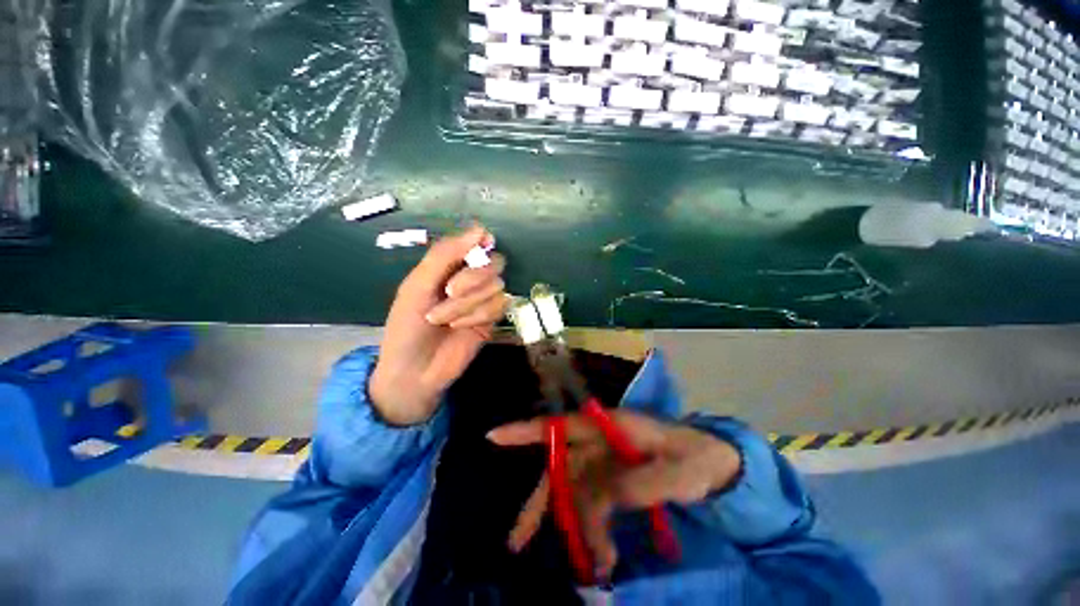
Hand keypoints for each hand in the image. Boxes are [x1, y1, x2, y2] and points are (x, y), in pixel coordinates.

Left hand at [369, 226, 507, 425]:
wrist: (414, 370)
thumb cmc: (407, 325)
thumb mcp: (418, 285)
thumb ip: (445, 255)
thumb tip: (480, 229)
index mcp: (449, 267)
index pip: (475, 244)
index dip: (481, 242)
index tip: (484, 243)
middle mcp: (470, 280)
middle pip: (493, 263)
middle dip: (472, 278)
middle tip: (449, 291)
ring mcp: (483, 300)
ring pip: (496, 286)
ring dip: (468, 303)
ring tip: (444, 319)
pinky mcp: (492, 319)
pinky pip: (499, 306)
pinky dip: (478, 315)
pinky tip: (460, 327)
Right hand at [487, 411, 740, 578]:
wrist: (717, 465)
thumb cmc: (698, 457)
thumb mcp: (678, 471)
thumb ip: (642, 483)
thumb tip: (602, 498)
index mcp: (610, 427)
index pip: (561, 425)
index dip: (527, 430)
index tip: (493, 437)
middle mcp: (600, 443)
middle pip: (560, 467)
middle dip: (542, 502)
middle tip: (517, 540)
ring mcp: (606, 463)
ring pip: (575, 493)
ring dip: (576, 528)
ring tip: (591, 563)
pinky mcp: (615, 483)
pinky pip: (593, 506)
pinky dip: (593, 532)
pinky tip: (602, 556)